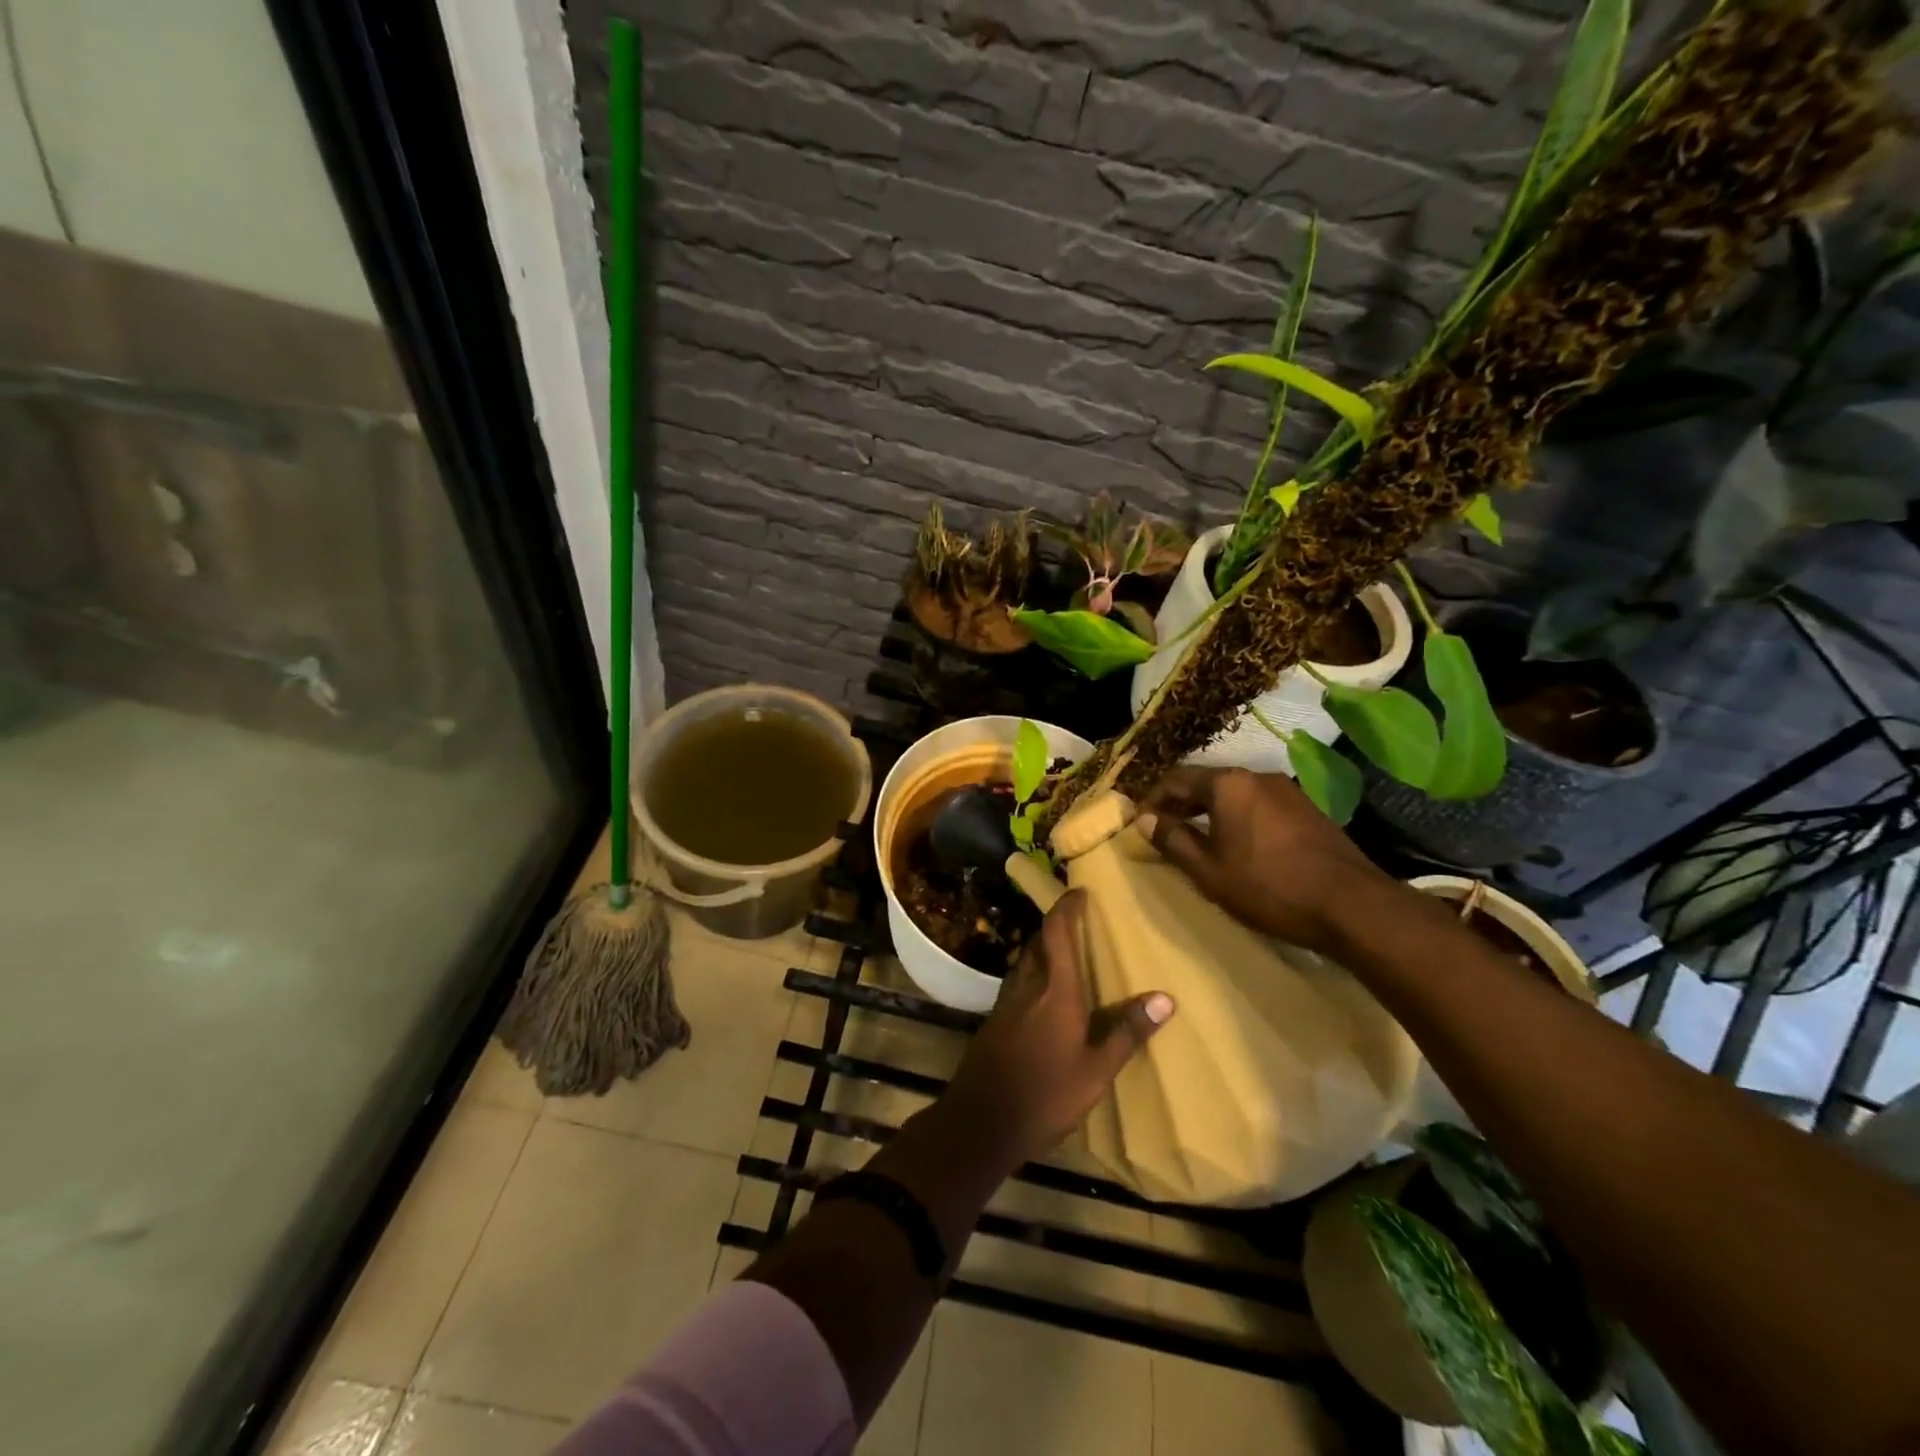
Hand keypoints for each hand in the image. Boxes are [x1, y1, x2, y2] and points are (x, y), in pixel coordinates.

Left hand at [941, 890, 1173, 1168]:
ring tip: (1065, 957)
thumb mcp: (1096, 1071)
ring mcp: (1006, 1003)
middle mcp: (1027, 986)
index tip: (1079, 892)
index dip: (1066, 907)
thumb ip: (1127, 1032)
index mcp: (1056, 991)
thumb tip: (1166, 998)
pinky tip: (1043, 996)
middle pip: (1038, 943)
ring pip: (1024, 962)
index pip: (1057, 932)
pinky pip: (1017, 983)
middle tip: (1078, 925)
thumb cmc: (1046, 1094)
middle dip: (1055, 928)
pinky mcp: (994, 1021)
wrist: (982, 1121)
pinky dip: (1032, 975)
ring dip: (1042, 951)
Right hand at [1137, 766, 1399, 955]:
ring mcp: (1287, 790)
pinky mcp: (1307, 809)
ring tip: (1198, 840)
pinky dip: (1237, 818)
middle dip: (1181, 804)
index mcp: (1228, 784)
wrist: (1351, 905)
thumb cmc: (1268, 886)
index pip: (1175, 778)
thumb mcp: (1209, 870)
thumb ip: (1173, 841)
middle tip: (1164, 831)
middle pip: (1206, 782)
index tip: (1139, 822)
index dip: (1152, 799)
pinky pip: (1258, 805)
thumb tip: (1144, 820)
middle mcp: (1256, 776)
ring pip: (1234, 794)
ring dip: (1210, 812)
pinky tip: (1238, 846)